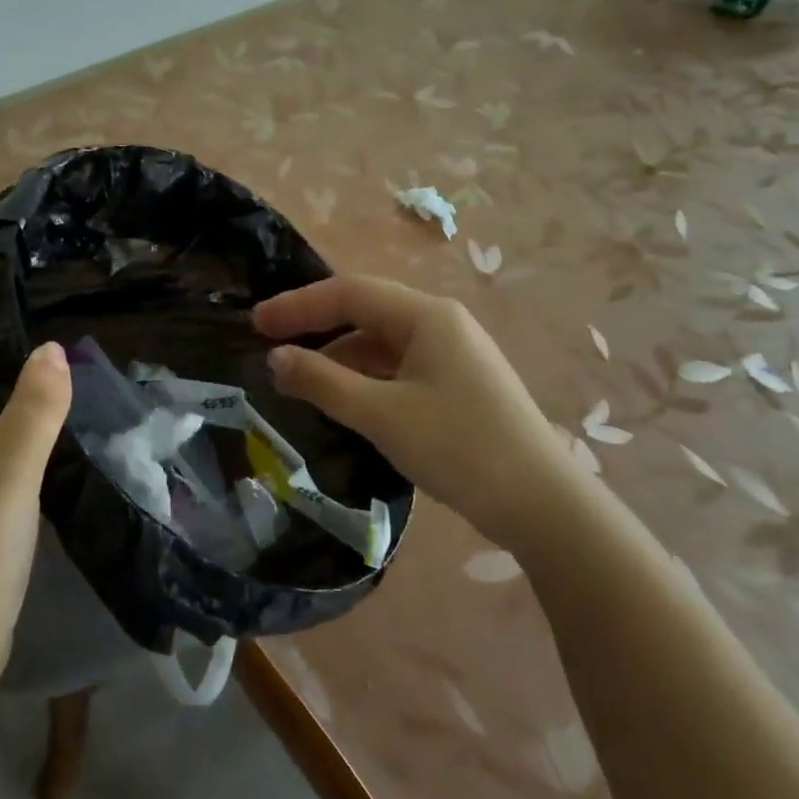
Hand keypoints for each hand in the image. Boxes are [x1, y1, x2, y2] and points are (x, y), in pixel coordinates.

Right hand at [252, 275, 574, 544]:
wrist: (543, 505)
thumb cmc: (459, 448)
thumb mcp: (381, 415)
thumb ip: (323, 381)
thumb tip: (275, 358)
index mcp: (426, 316)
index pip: (349, 293)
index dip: (298, 306)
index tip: (255, 325)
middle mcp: (441, 323)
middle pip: (365, 313)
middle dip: (316, 329)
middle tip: (270, 349)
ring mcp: (453, 354)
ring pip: (382, 343)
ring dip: (339, 358)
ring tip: (299, 383)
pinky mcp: (458, 384)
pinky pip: (399, 368)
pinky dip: (365, 379)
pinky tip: (343, 402)